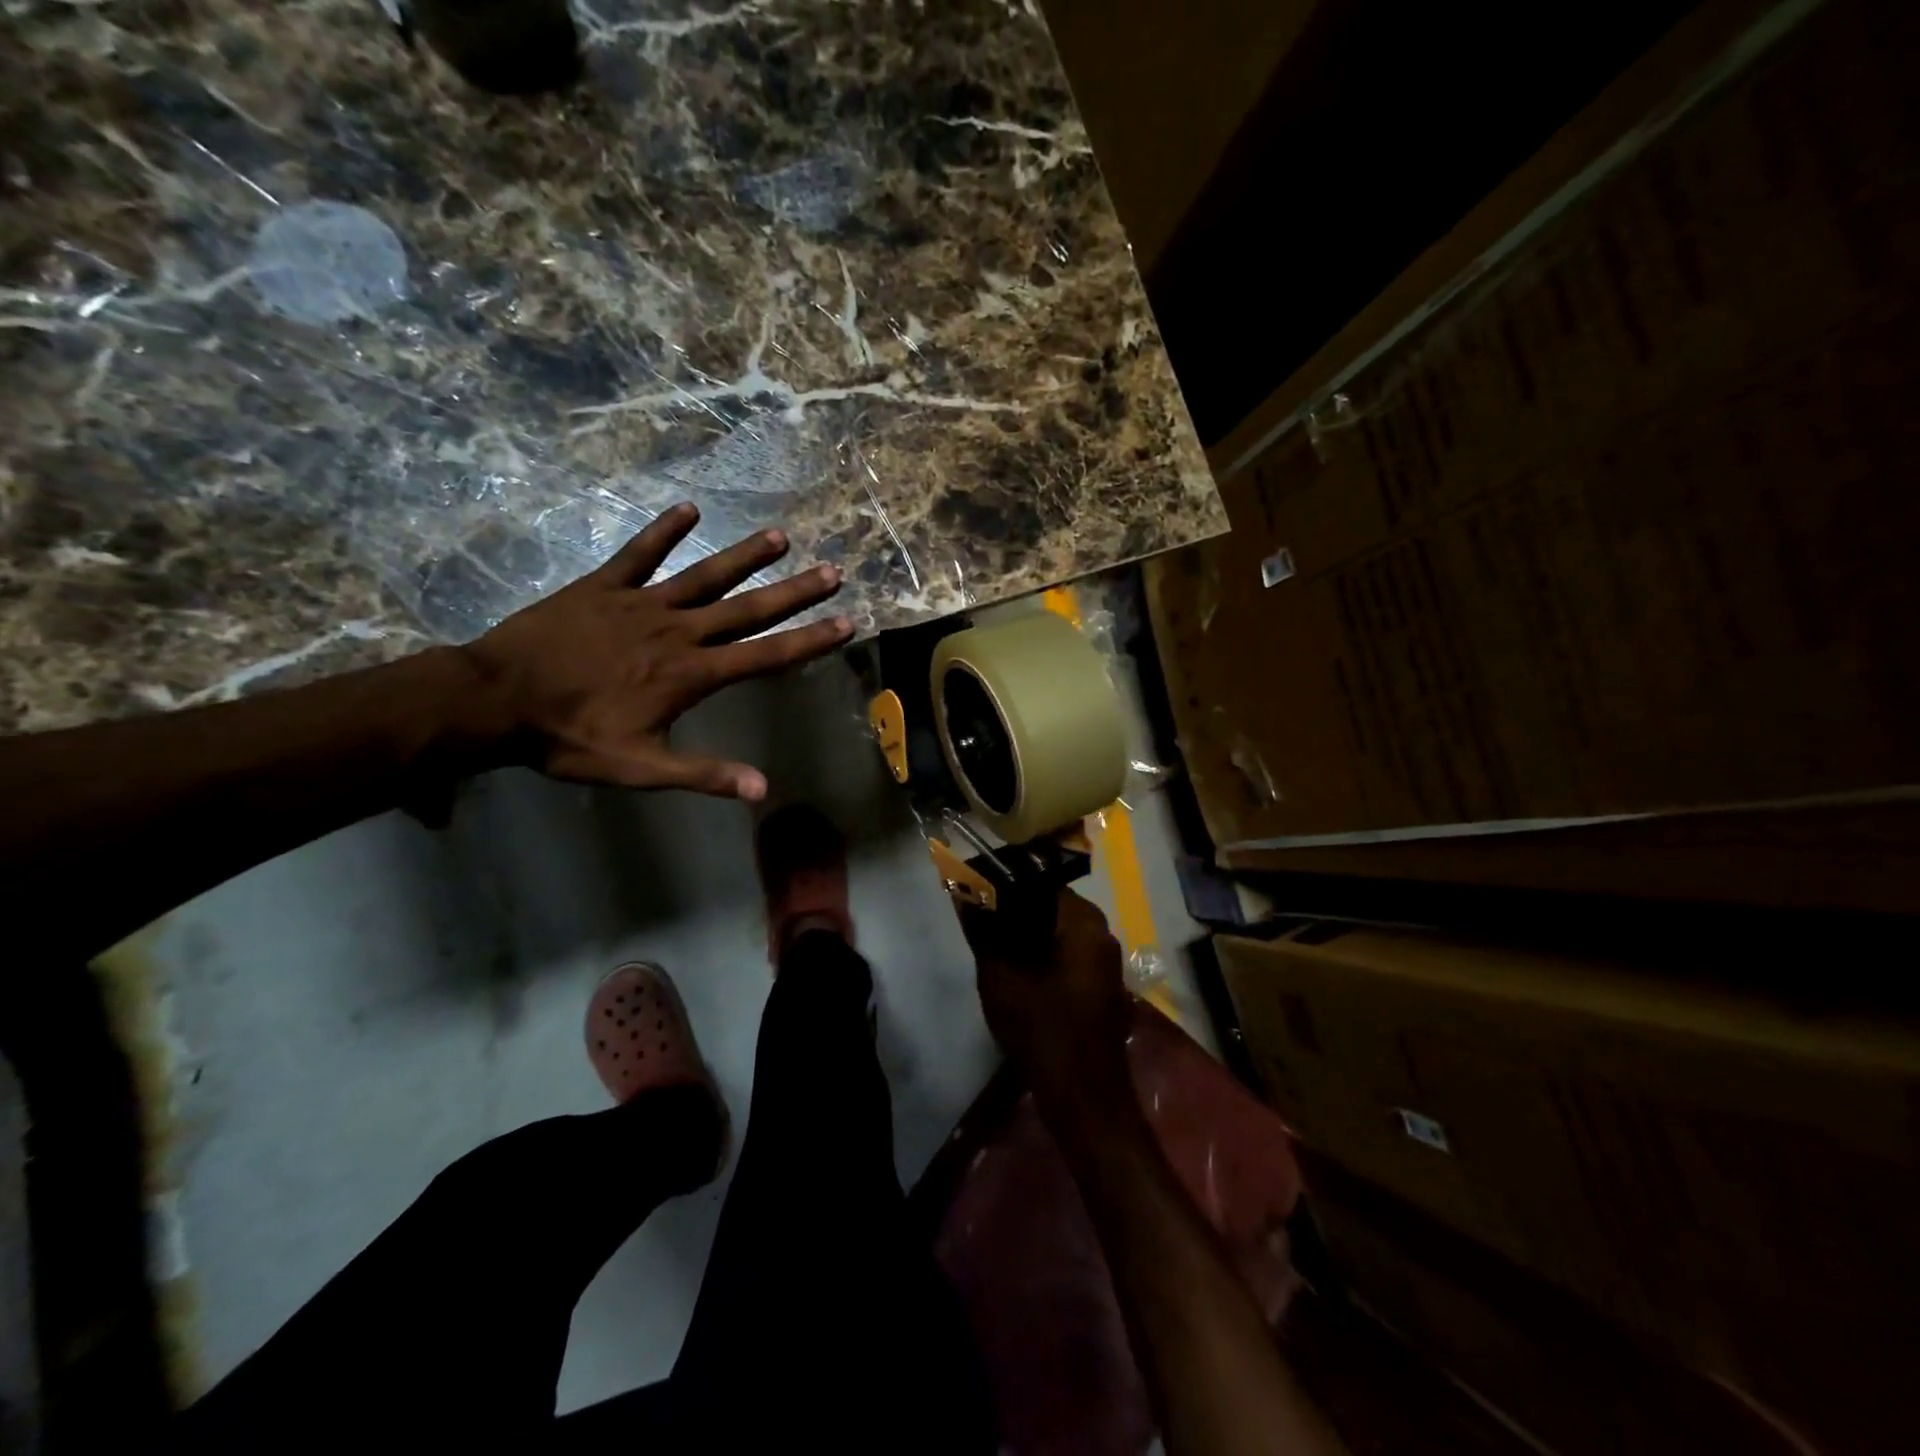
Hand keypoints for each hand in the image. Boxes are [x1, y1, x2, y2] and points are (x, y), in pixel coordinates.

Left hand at [460, 503, 850, 799]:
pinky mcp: (603, 587)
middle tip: (832, 571)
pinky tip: (689, 509)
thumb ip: (704, 773)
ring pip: (704, 575)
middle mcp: (677, 632)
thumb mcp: (640, 768)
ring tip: (780, 537)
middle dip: (794, 592)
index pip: (765, 655)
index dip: (809, 640)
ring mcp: (641, 604)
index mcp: (690, 674)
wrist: (496, 701)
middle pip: (747, 609)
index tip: (846, 623)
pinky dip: (663, 531)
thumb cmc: (571, 738)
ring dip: (744, 556)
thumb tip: (763, 789)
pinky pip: (639, 553)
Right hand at [962, 888, 1133, 1108]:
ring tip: (993, 947)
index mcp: (1083, 920)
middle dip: (1013, 911)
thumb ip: (982, 929)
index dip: (1002, 886)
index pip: (1037, 881)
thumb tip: (963, 891)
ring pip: (1058, 930)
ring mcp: (1106, 959)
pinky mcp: (1102, 984)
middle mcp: (1102, 931)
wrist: (1084, 1095)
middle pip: (1049, 905)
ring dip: (1026, 934)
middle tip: (980, 924)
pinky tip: (1018, 971)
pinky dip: (1043, 954)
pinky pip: (1068, 953)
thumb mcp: (1000, 975)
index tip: (975, 895)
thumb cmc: (1041, 1028)